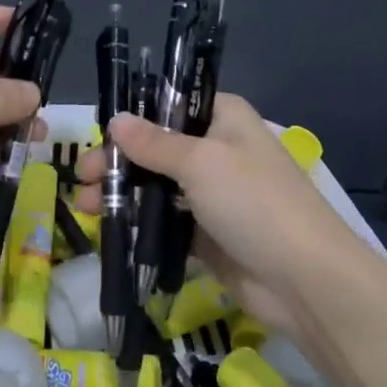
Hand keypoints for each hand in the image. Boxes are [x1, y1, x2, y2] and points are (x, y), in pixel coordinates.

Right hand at [75, 95, 375, 340]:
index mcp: (222, 118)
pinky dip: (137, 222)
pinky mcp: (207, 234)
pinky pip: (164, 220)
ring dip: (120, 192)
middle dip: (116, 160)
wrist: (306, 282)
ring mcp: (212, 194)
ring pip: (156, 185)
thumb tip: (115, 120)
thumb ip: (153, 143)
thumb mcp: (199, 162)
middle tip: (80, 176)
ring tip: (83, 205)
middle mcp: (216, 150)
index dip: (133, 116)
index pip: (169, 104)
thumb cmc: (253, 202)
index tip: (99, 132)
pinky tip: (107, 227)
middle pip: (156, 147)